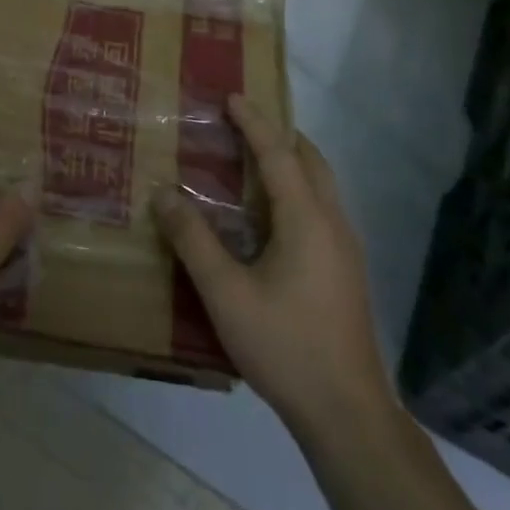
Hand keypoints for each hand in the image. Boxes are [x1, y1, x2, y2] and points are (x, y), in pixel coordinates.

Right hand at [152, 97, 391, 442]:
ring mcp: (344, 248)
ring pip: (320, 185)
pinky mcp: (345, 271)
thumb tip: (162, 192)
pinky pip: (320, 208)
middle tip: (241, 123)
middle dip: (278, 134)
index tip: (231, 97)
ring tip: (251, 159)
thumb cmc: (285, 345)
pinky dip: (295, 189)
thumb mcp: (225, 292)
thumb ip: (193, 239)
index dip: (254, 122)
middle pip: (310, 161)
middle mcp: (332, 222)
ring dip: (289, 162)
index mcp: (306, 219)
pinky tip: (269, 216)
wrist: (347, 413)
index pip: (278, 153)